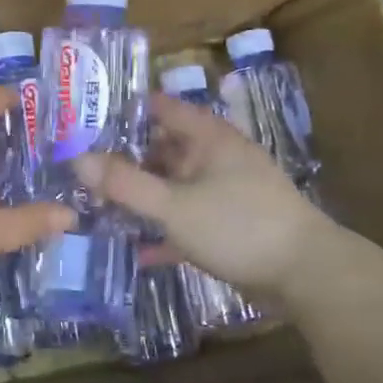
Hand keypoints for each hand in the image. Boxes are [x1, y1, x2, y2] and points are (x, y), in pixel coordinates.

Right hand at [76, 92, 325, 298]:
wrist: (305, 275)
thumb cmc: (238, 225)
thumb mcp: (174, 205)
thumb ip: (125, 184)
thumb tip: (77, 159)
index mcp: (208, 138)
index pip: (161, 108)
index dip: (124, 110)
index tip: (85, 120)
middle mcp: (216, 158)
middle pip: (163, 149)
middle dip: (124, 159)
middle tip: (81, 169)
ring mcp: (224, 193)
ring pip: (172, 187)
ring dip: (142, 197)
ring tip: (98, 206)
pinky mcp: (228, 226)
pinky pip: (186, 221)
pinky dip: (164, 232)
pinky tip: (137, 250)